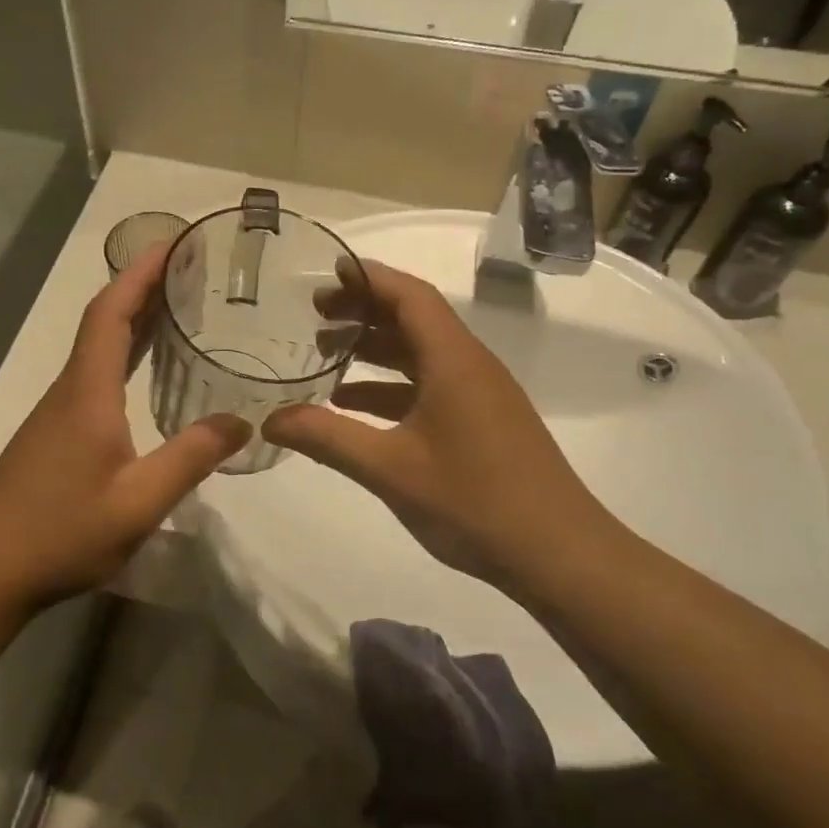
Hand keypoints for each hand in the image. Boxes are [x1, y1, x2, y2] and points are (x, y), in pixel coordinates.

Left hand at [0, 246, 249, 605]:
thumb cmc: (62, 532)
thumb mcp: (139, 502)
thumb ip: (191, 458)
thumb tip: (242, 422)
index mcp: (87, 393)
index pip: (111, 314)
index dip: (139, 274)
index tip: (170, 244)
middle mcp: (69, 391)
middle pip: (104, 322)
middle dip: (142, 288)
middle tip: (188, 270)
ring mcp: (57, 412)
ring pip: (96, 349)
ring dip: (133, 321)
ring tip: (177, 308)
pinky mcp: (54, 434)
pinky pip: (93, 375)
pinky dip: (123, 356)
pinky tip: (144, 374)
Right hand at [263, 260, 617, 598]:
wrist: (559, 554)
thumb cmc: (474, 502)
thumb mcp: (390, 469)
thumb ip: (328, 439)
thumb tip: (269, 421)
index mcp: (453, 361)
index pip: (410, 296)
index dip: (369, 278)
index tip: (327, 273)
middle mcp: (470, 366)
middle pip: (414, 319)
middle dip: (364, 311)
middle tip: (315, 315)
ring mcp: (480, 395)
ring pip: (421, 354)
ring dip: (376, 349)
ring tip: (325, 353)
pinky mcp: (483, 422)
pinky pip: (430, 386)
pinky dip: (391, 386)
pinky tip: (354, 406)